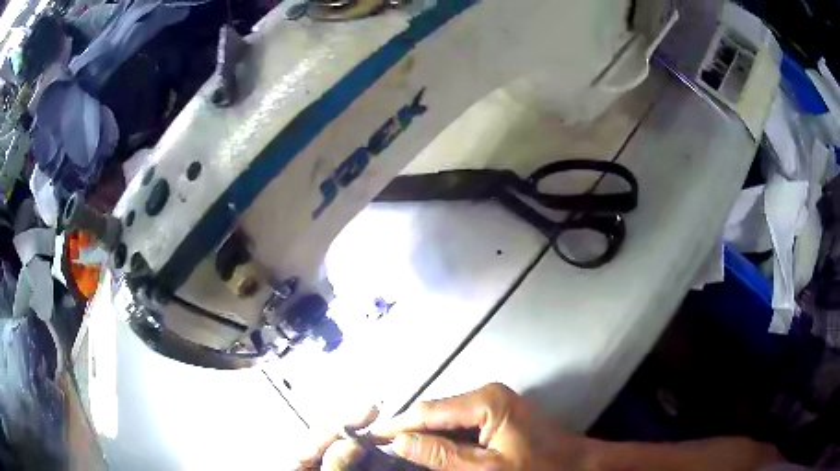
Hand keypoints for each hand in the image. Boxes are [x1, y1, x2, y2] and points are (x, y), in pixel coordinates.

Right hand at [375, 383, 589, 469]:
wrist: (576, 466)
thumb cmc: (538, 469)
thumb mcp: (487, 469)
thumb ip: (442, 455)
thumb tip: (398, 442)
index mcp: (485, 401)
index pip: (427, 410)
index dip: (396, 426)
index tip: (368, 440)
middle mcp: (485, 394)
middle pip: (434, 412)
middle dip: (408, 431)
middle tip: (380, 450)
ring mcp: (492, 403)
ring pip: (444, 419)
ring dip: (423, 436)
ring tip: (397, 452)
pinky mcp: (496, 415)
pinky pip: (459, 426)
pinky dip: (442, 439)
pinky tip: (428, 452)